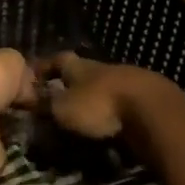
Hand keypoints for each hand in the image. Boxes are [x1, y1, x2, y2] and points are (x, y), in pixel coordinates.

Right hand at [39, 52, 169, 143]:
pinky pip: (125, 102)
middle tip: (59, 100)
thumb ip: (47, 106)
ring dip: (95, 99)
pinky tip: (114, 125)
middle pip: (83, 72)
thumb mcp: (64, 109)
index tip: (32, 76)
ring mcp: (129, 80)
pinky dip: (116, 111)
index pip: (57, 60)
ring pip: (106, 86)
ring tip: (86, 117)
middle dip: (71, 85)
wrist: (153, 110)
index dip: (43, 67)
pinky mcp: (149, 97)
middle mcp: (102, 68)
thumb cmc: (100, 105)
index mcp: (79, 66)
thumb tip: (31, 102)